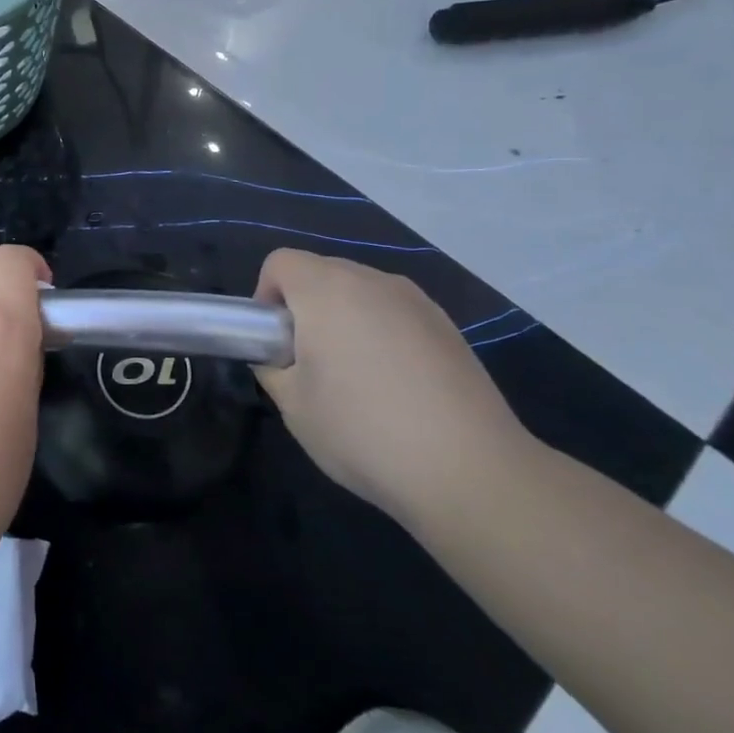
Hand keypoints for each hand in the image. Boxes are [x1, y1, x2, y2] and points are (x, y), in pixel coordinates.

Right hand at [252, 249, 532, 524]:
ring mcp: (417, 302)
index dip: (265, 295)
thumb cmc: (362, 431)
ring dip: (344, 319)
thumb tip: (279, 357)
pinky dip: (382, 334)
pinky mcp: (448, 327)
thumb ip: (272, 367)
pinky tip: (395, 387)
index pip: (281, 262)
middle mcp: (373, 282)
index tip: (273, 340)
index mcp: (327, 291)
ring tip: (354, 377)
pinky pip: (396, 314)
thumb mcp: (292, 405)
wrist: (468, 470)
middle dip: (304, 306)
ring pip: (361, 292)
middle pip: (322, 272)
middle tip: (307, 362)